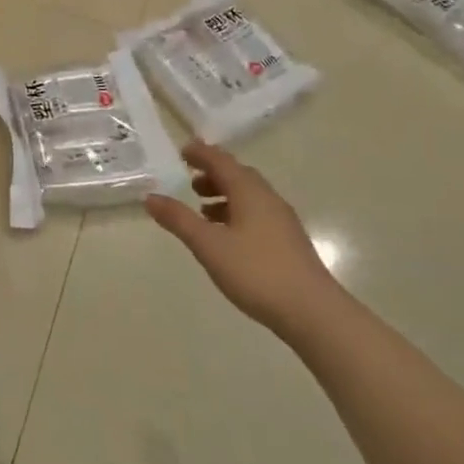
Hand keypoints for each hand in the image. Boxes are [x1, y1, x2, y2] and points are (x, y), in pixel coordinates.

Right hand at [144, 141, 342, 335]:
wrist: (313, 312)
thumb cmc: (256, 272)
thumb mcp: (208, 245)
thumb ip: (179, 219)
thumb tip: (150, 198)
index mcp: (249, 191)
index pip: (221, 161)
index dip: (201, 153)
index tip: (182, 151)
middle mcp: (268, 199)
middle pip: (238, 176)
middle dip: (213, 174)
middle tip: (189, 179)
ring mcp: (282, 221)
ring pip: (249, 196)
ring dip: (225, 195)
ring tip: (202, 210)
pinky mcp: (288, 242)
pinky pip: (257, 214)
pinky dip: (237, 213)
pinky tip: (227, 236)